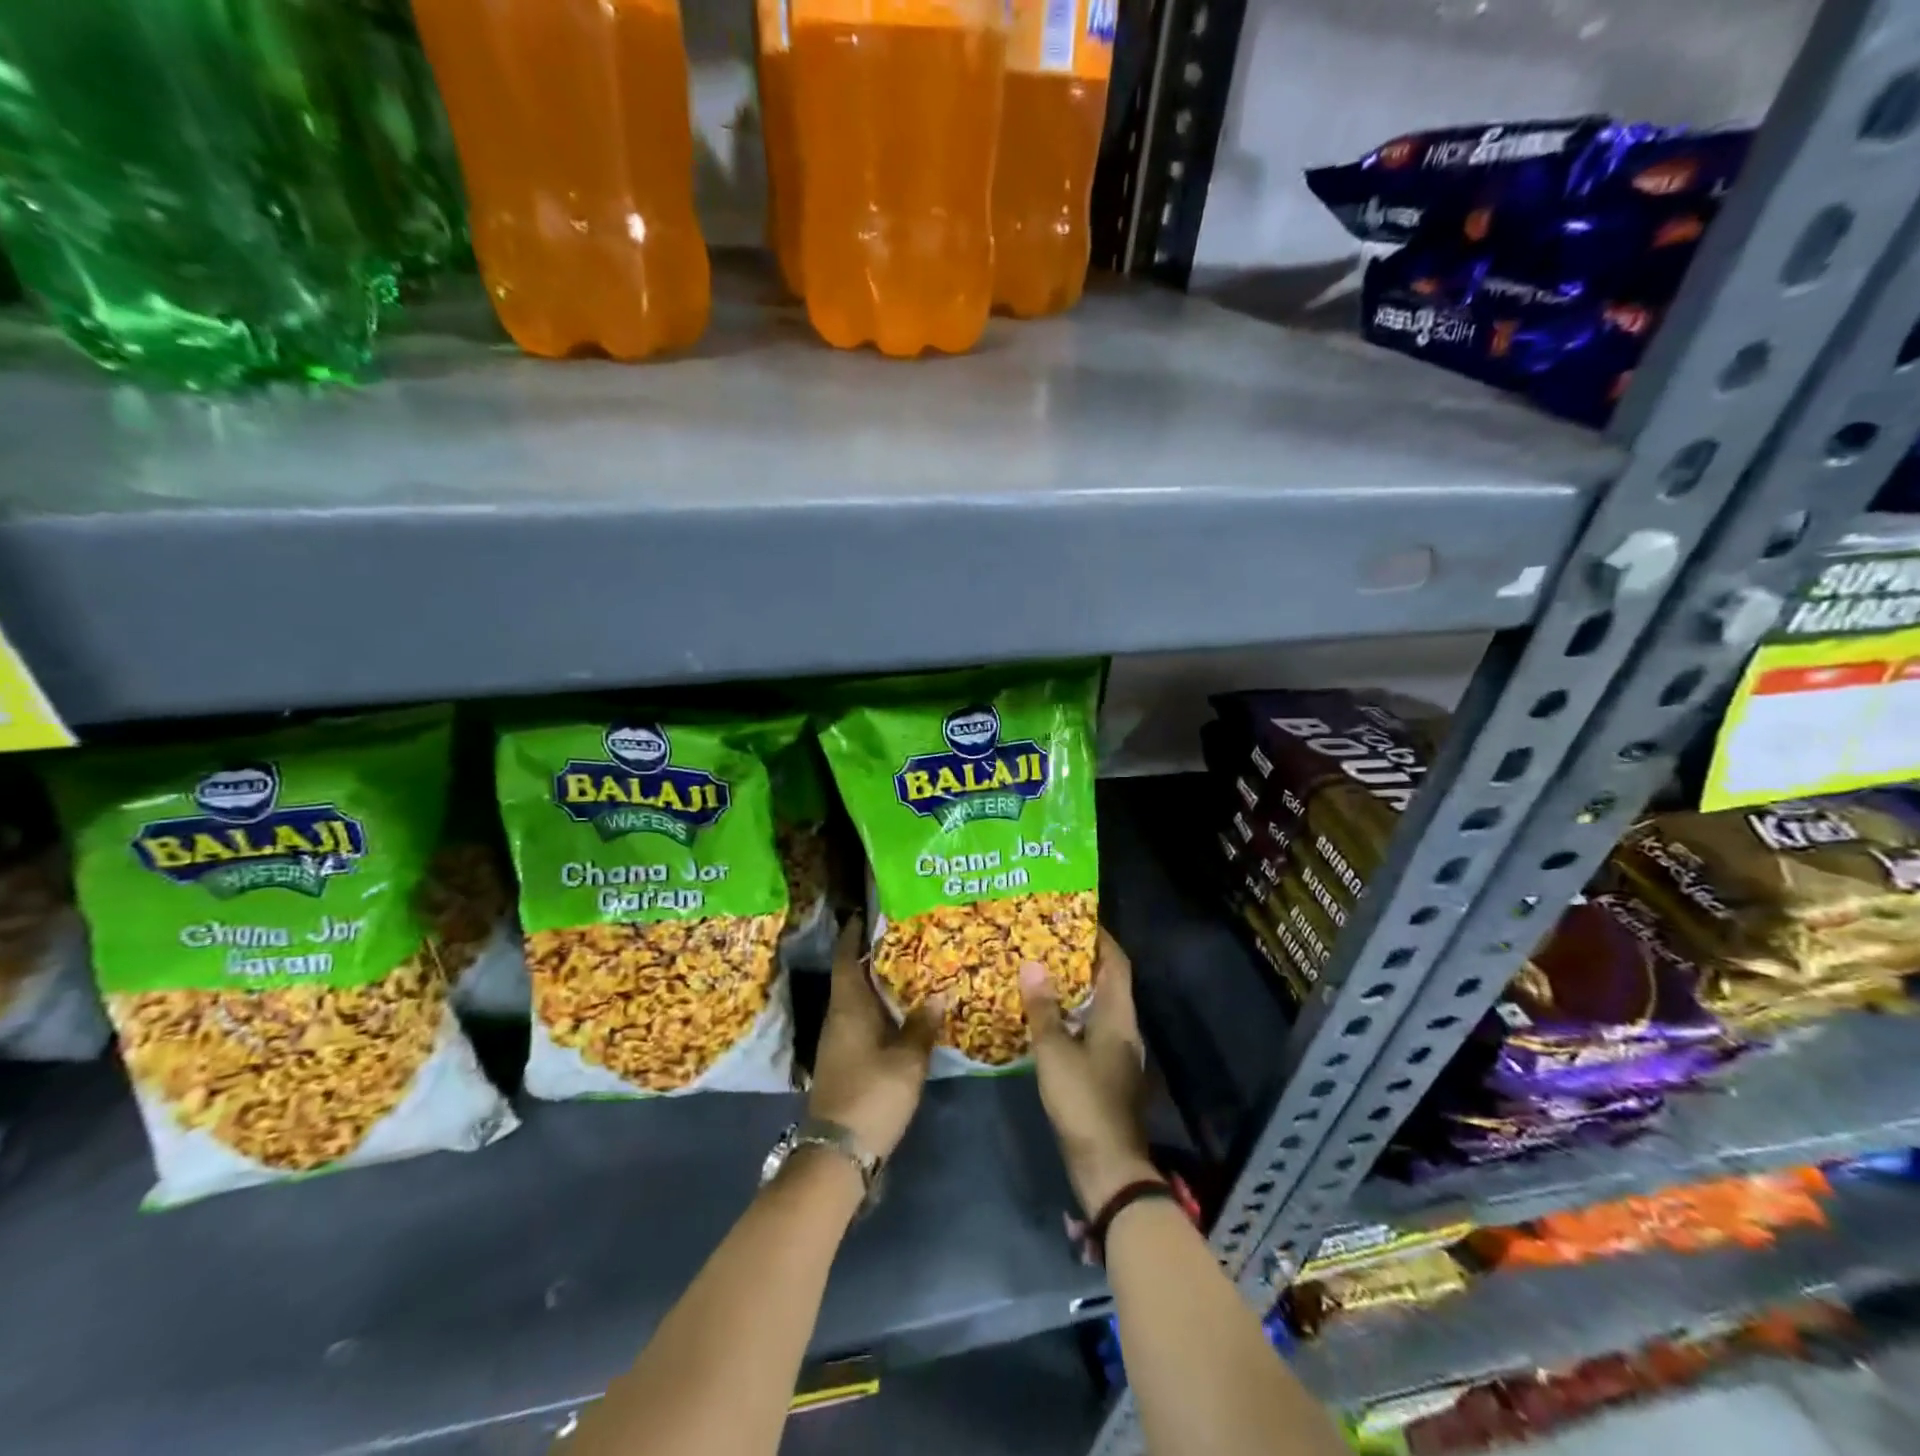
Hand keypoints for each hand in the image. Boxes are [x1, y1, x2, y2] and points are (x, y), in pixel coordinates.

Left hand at [808, 916, 940, 1160]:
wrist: (838, 1152)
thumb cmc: (872, 1095)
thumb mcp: (907, 1060)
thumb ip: (922, 1025)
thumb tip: (939, 994)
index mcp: (848, 1006)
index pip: (845, 957)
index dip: (854, 933)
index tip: (870, 912)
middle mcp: (838, 1016)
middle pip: (852, 975)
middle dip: (874, 955)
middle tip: (906, 936)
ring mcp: (838, 1040)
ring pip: (858, 999)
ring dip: (879, 983)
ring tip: (911, 968)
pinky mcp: (844, 1060)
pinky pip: (862, 1020)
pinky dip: (880, 1008)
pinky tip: (903, 1011)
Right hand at [1021, 929, 1158, 1213]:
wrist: (1108, 1165)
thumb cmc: (1084, 1101)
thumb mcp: (1055, 1052)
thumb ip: (1043, 1009)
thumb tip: (1031, 965)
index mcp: (1118, 1016)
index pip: (1116, 963)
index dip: (1100, 938)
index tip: (1075, 917)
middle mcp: (1123, 1028)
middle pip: (1106, 982)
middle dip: (1079, 959)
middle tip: (1045, 941)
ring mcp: (1116, 1052)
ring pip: (1096, 1007)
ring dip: (1072, 988)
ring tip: (1039, 972)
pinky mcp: (1105, 1072)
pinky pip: (1088, 1029)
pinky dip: (1069, 1016)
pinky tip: (1043, 1017)